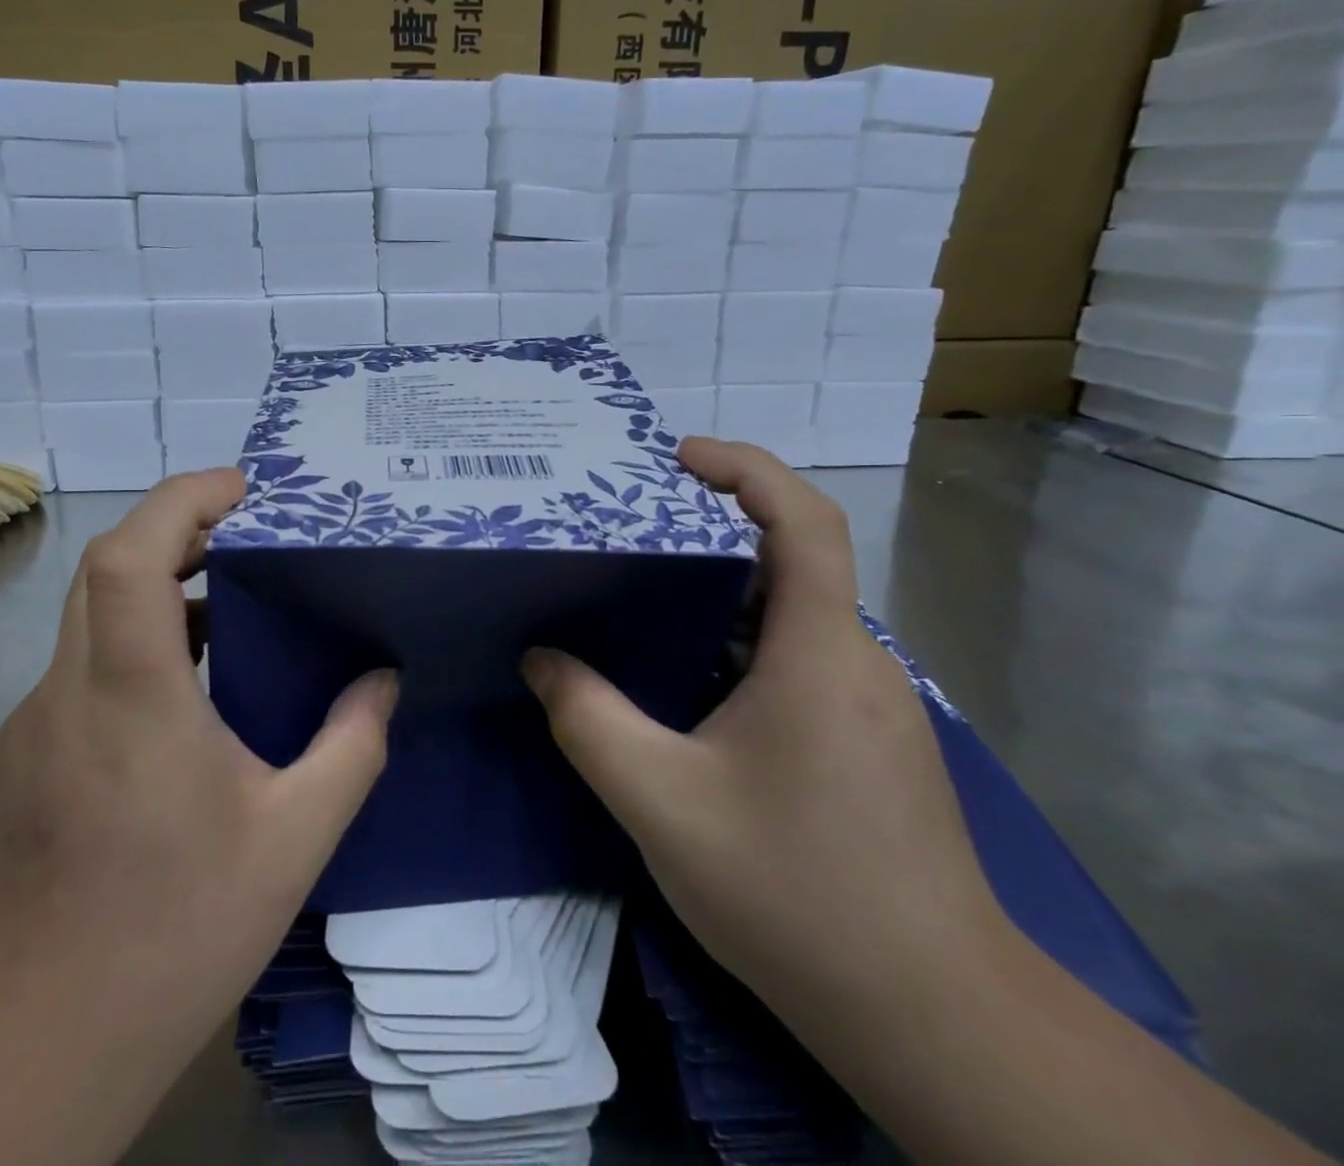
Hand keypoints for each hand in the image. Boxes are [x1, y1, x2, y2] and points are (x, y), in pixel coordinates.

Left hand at [0, 469, 397, 1120]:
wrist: (38, 1037)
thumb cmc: (175, 928)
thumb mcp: (293, 839)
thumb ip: (350, 748)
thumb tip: (383, 682)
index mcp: (133, 696)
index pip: (129, 555)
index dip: (180, 501)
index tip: (240, 488)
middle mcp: (69, 692)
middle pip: (105, 569)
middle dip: (175, 530)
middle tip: (245, 537)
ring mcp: (30, 724)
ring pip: (89, 617)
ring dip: (155, 590)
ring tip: (225, 608)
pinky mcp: (18, 757)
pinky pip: (79, 670)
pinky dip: (131, 648)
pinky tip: (179, 702)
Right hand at [522, 438, 1006, 1014]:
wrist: (931, 1016)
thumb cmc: (797, 892)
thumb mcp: (661, 801)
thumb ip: (588, 720)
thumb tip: (540, 659)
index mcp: (819, 651)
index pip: (804, 520)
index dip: (746, 467)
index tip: (679, 455)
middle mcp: (854, 660)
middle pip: (791, 558)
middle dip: (712, 527)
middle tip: (631, 528)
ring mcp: (865, 703)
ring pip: (790, 613)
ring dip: (720, 589)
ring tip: (642, 595)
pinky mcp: (863, 740)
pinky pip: (794, 658)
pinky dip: (736, 640)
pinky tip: (684, 680)